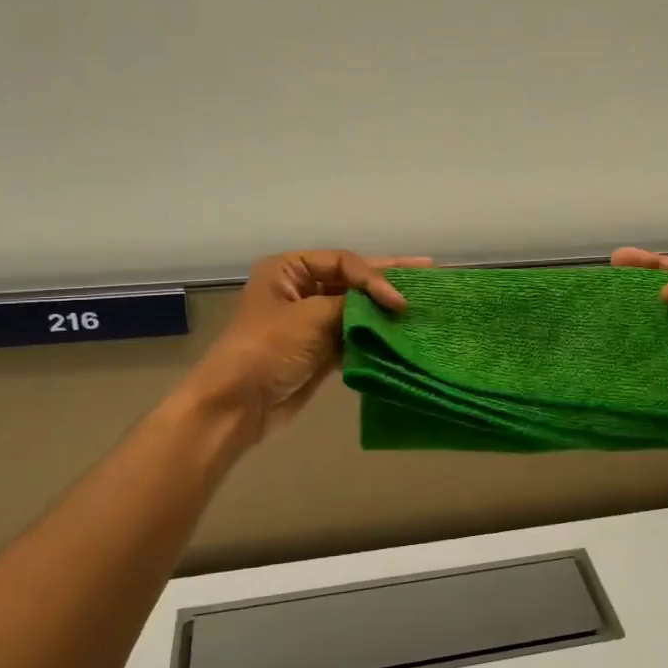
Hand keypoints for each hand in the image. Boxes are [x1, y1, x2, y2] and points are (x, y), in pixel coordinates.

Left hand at [183, 249, 431, 444]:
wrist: (239, 404)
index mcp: (288, 270)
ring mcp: (310, 322)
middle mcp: (299, 289)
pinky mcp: (319, 350)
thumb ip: (352, 303)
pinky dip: (374, 337)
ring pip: (355, 310)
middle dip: (386, 281)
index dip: (375, 276)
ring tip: (420, 305)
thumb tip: (387, 301)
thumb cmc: (268, 349)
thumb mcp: (311, 317)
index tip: (399, 298)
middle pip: (351, 281)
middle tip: (428, 272)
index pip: (343, 263)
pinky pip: (353, 337)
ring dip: (383, 311)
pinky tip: (401, 335)